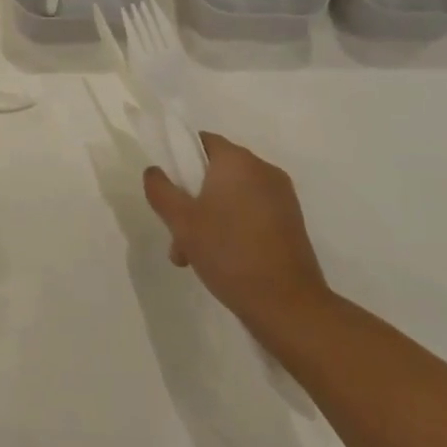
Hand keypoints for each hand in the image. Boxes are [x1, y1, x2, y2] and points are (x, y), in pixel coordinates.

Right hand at [143, 133, 330, 343]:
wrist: (287, 305)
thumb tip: (154, 171)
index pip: (202, 141)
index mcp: (238, 161)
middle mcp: (263, 170)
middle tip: (175, 232)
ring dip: (208, 216)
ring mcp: (281, 197)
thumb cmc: (228, 252)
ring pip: (231, 195)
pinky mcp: (291, 222)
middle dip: (191, 198)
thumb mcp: (181, 221)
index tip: (167, 188)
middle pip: (215, 172)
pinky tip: (220, 259)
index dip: (178, 158)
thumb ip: (160, 190)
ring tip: (192, 255)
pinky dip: (232, 226)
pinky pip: (251, 212)